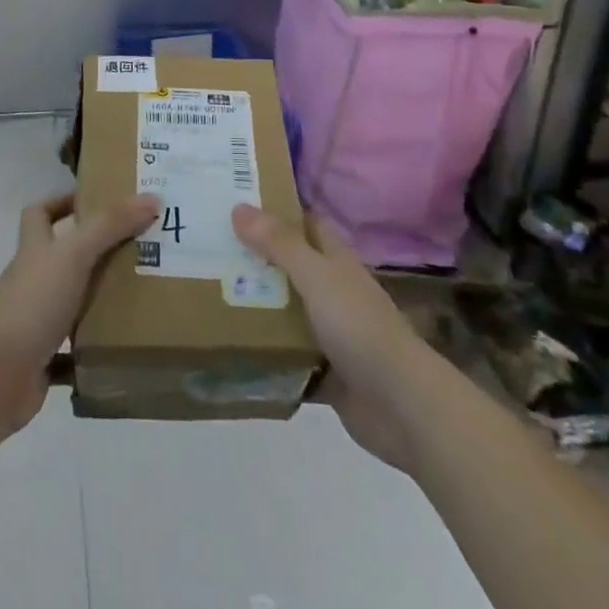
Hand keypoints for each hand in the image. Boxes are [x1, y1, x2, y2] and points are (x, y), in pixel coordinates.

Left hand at [0, 192, 159, 436]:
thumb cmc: (33, 301)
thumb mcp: (74, 253)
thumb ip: (110, 224)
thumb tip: (151, 196)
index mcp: (35, 250)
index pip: (40, 213)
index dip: (62, 202)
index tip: (97, 200)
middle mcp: (33, 281)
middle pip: (61, 258)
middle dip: (95, 252)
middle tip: (138, 248)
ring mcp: (35, 321)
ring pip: (70, 303)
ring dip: (98, 300)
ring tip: (141, 295)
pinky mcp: (42, 360)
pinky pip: (72, 353)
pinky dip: (92, 350)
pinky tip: (121, 348)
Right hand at [232, 205, 430, 472]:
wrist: (401, 405)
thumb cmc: (359, 327)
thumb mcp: (316, 276)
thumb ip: (279, 244)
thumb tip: (239, 206)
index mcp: (335, 261)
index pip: (304, 224)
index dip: (275, 211)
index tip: (234, 203)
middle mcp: (332, 291)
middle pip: (288, 267)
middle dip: (254, 258)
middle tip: (207, 249)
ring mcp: (329, 333)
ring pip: (285, 311)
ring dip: (255, 305)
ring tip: (207, 293)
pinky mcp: (324, 371)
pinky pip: (286, 355)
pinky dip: (264, 352)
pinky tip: (229, 346)